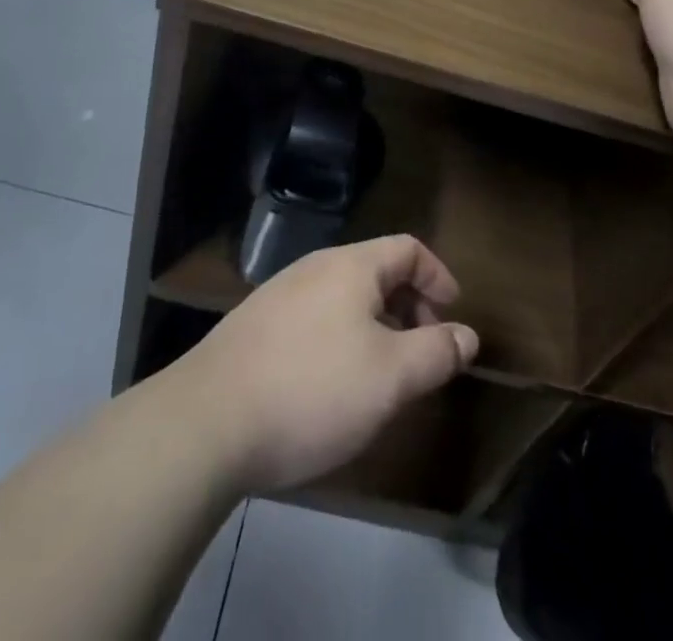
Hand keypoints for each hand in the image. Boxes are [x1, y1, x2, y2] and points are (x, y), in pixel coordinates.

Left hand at [174, 235, 479, 492]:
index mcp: (351, 266)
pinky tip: (330, 388)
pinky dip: (339, 340)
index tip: (453, 317)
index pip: (408, 248)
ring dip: (375, 327)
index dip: (438, 277)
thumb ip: (436, 352)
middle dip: (409, 306)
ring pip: (343, 299)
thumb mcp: (390, 378)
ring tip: (381, 377)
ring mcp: (278, 296)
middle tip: (422, 353)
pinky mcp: (253, 329)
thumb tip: (467, 336)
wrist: (204, 424)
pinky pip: (313, 320)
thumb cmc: (312, 390)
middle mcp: (315, 268)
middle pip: (376, 271)